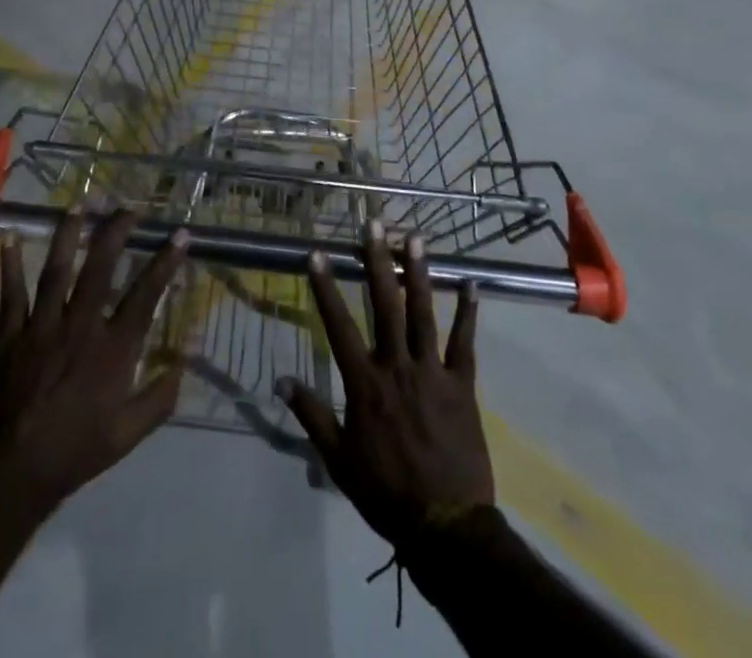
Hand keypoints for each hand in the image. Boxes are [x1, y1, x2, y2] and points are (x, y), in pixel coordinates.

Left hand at [0, 208, 189, 518]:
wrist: (11, 476)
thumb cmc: (74, 453)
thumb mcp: (127, 436)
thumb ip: (159, 399)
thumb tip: (184, 365)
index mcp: (112, 349)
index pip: (145, 294)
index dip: (165, 261)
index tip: (180, 234)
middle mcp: (80, 326)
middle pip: (100, 267)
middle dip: (116, 232)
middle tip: (127, 210)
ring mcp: (43, 327)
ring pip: (57, 270)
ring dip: (68, 235)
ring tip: (77, 207)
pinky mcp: (11, 337)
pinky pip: (12, 295)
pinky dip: (11, 266)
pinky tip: (11, 239)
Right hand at [278, 222, 493, 552]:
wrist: (445, 527)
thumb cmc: (385, 492)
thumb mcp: (338, 460)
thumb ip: (311, 415)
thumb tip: (280, 381)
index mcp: (365, 383)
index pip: (338, 324)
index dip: (326, 287)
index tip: (317, 253)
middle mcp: (397, 366)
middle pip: (385, 304)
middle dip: (377, 261)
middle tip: (374, 224)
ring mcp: (432, 372)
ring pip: (423, 312)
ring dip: (419, 273)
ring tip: (415, 237)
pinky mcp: (461, 385)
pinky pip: (464, 342)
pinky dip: (468, 313)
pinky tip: (471, 283)